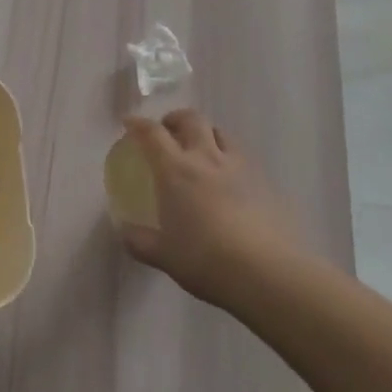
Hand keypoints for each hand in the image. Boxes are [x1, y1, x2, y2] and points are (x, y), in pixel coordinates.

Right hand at [117, 110, 296, 308]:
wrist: (267, 272)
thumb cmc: (206, 260)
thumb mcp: (164, 255)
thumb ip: (140, 241)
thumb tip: (124, 232)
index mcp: (176, 170)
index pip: (152, 134)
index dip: (138, 124)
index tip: (129, 123)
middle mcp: (206, 158)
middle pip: (191, 119)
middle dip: (176, 119)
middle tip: (168, 131)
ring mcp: (239, 167)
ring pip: (220, 133)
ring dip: (206, 134)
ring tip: (201, 150)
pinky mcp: (265, 182)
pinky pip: (242, 157)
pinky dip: (229, 158)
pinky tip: (230, 181)